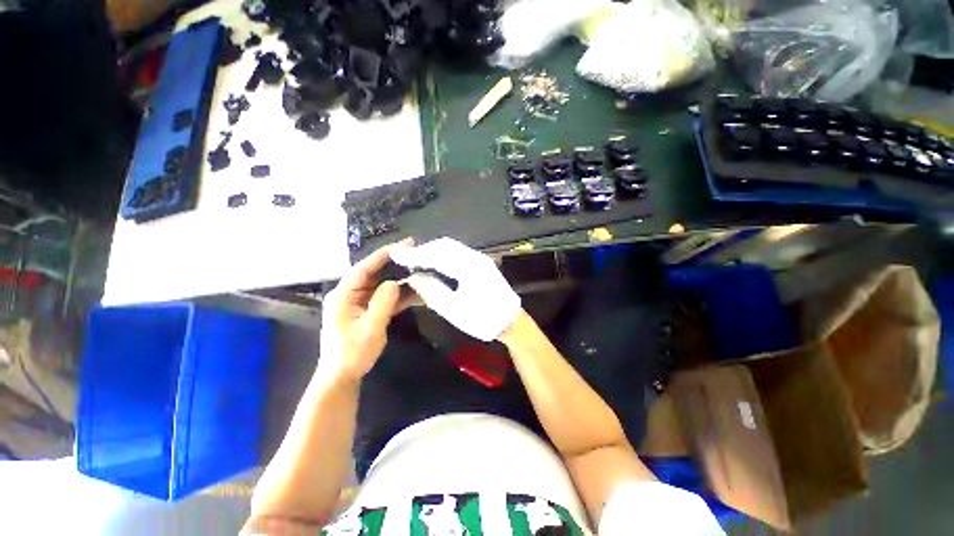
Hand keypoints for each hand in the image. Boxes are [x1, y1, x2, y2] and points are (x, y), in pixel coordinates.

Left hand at [318, 239, 413, 384]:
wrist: (343, 377)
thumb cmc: (352, 353)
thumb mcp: (370, 328)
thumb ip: (382, 302)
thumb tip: (394, 283)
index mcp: (344, 294)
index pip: (364, 268)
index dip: (384, 255)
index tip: (404, 246)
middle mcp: (351, 294)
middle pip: (374, 273)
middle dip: (395, 263)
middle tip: (415, 253)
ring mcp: (360, 302)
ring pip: (382, 284)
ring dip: (400, 279)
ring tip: (420, 270)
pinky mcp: (369, 310)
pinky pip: (386, 298)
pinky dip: (400, 295)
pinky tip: (416, 292)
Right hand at [389, 237, 520, 341]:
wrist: (511, 322)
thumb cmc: (483, 320)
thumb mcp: (454, 310)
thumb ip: (432, 291)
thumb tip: (413, 277)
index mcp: (470, 267)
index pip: (437, 254)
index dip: (415, 254)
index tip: (395, 254)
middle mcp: (475, 256)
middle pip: (443, 246)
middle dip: (422, 250)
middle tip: (404, 258)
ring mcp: (479, 258)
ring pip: (450, 248)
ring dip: (431, 252)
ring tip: (415, 261)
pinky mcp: (480, 263)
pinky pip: (456, 254)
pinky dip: (441, 256)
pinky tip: (433, 264)